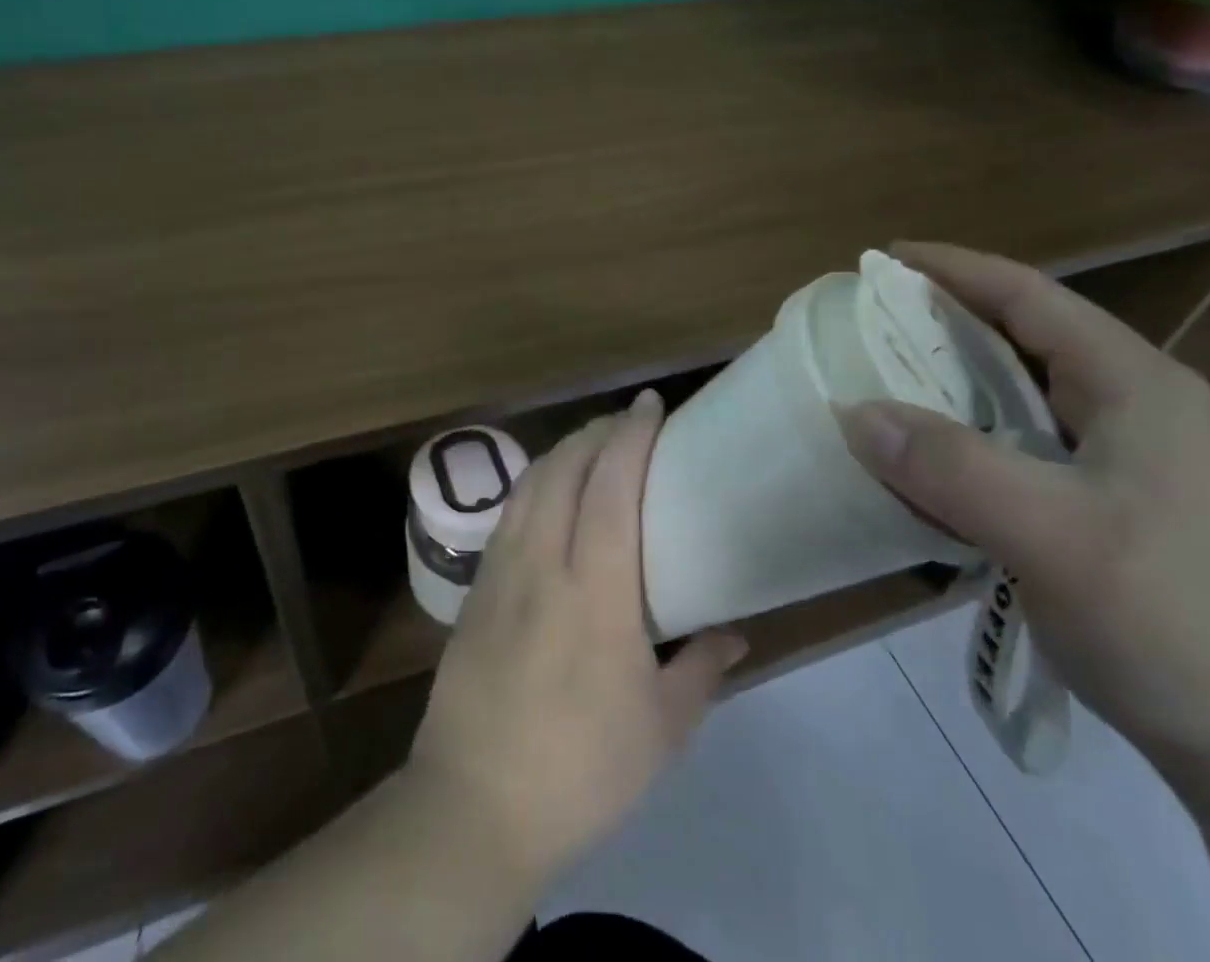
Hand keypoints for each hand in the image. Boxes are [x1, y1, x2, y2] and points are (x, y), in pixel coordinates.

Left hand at [407, 391, 747, 883]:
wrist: (475, 804)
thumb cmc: (583, 769)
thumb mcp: (663, 729)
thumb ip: (703, 668)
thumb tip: (734, 630)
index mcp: (596, 589)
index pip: (613, 485)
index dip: (631, 435)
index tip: (650, 404)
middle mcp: (544, 561)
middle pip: (566, 467)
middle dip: (597, 431)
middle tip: (627, 422)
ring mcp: (501, 570)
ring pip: (531, 483)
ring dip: (563, 451)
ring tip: (591, 446)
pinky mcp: (475, 586)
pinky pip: (509, 512)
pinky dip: (535, 483)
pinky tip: (547, 494)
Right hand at [840, 243, 1209, 765]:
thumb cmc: (1172, 620)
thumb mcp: (1053, 536)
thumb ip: (950, 467)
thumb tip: (855, 413)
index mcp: (1135, 387)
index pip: (1029, 296)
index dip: (952, 269)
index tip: (880, 259)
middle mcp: (1134, 409)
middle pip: (1021, 340)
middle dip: (941, 326)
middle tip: (865, 327)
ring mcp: (1125, 461)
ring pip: (1018, 398)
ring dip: (948, 388)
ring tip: (880, 387)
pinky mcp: (1109, 507)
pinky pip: (1018, 450)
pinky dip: (964, 442)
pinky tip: (926, 466)